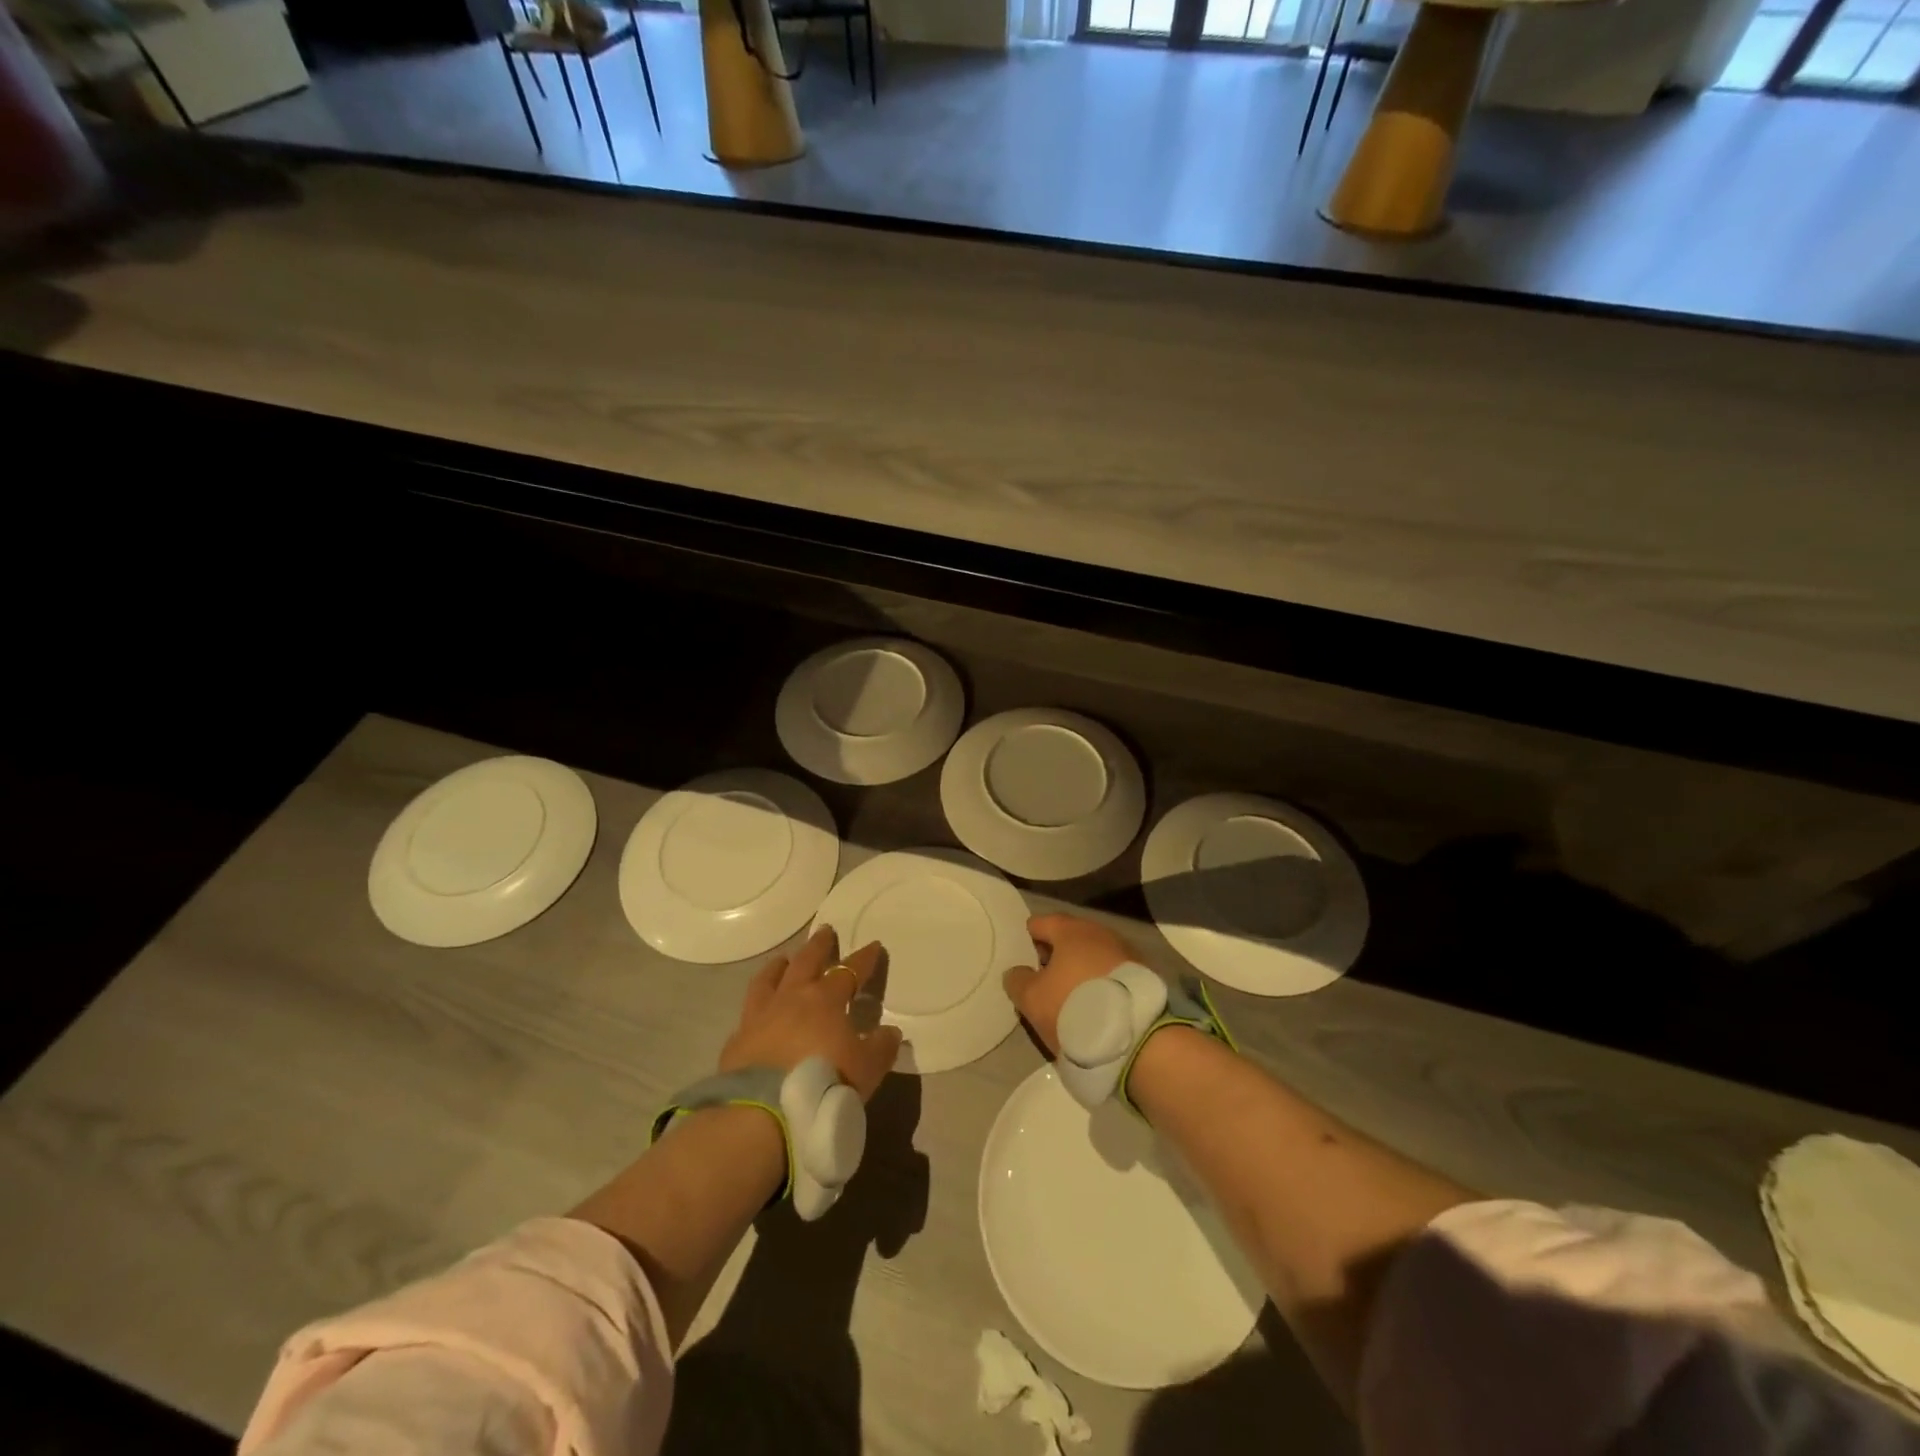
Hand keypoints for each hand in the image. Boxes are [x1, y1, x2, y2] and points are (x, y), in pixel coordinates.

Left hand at [720, 927, 902, 1099]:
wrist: (763, 1113)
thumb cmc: (824, 1083)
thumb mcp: (867, 1069)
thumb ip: (881, 1048)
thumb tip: (890, 1032)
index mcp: (825, 1000)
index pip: (849, 970)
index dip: (863, 958)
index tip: (873, 945)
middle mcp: (791, 998)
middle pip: (806, 962)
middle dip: (818, 946)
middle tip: (825, 931)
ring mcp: (760, 1016)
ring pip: (769, 979)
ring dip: (779, 966)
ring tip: (783, 959)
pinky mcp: (737, 1039)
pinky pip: (749, 1012)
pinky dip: (757, 1005)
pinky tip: (757, 1010)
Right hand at [1001, 914, 1135, 1054]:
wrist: (1132, 1036)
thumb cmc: (1073, 1007)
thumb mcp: (1031, 998)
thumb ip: (1017, 980)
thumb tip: (1017, 972)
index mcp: (1071, 930)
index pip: (1041, 923)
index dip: (1028, 940)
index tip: (1023, 962)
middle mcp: (1100, 932)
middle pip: (1069, 937)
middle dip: (1056, 955)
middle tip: (1044, 981)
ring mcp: (1126, 952)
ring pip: (1093, 955)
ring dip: (1080, 969)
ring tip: (1070, 996)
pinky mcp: (1143, 975)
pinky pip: (1112, 972)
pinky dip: (1101, 982)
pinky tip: (1096, 1003)